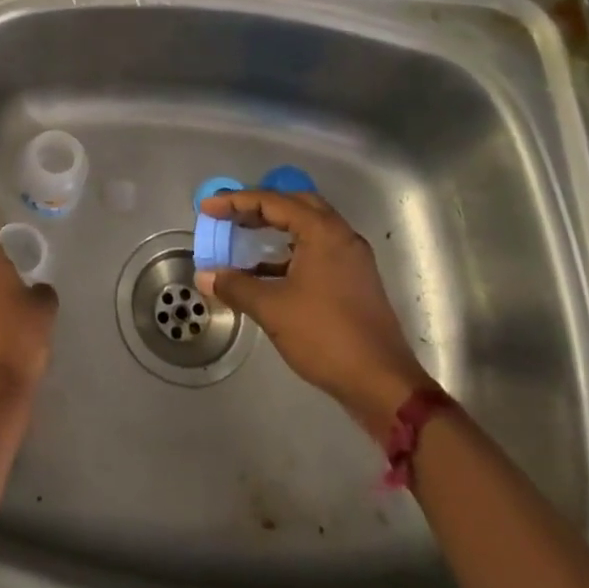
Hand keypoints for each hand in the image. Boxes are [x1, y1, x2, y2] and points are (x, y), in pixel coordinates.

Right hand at [194, 189, 427, 424]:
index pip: (272, 201)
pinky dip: (290, 251)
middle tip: (230, 215)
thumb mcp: (273, 309)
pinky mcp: (355, 280)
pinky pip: (317, 250)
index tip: (208, 208)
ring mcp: (352, 258)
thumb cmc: (326, 337)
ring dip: (276, 228)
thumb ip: (236, 286)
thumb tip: (205, 275)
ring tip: (244, 237)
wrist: (383, 385)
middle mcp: (340, 235)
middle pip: (295, 204)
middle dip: (259, 206)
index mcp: (322, 232)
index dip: (235, 202)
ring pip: (308, 227)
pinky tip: (268, 271)